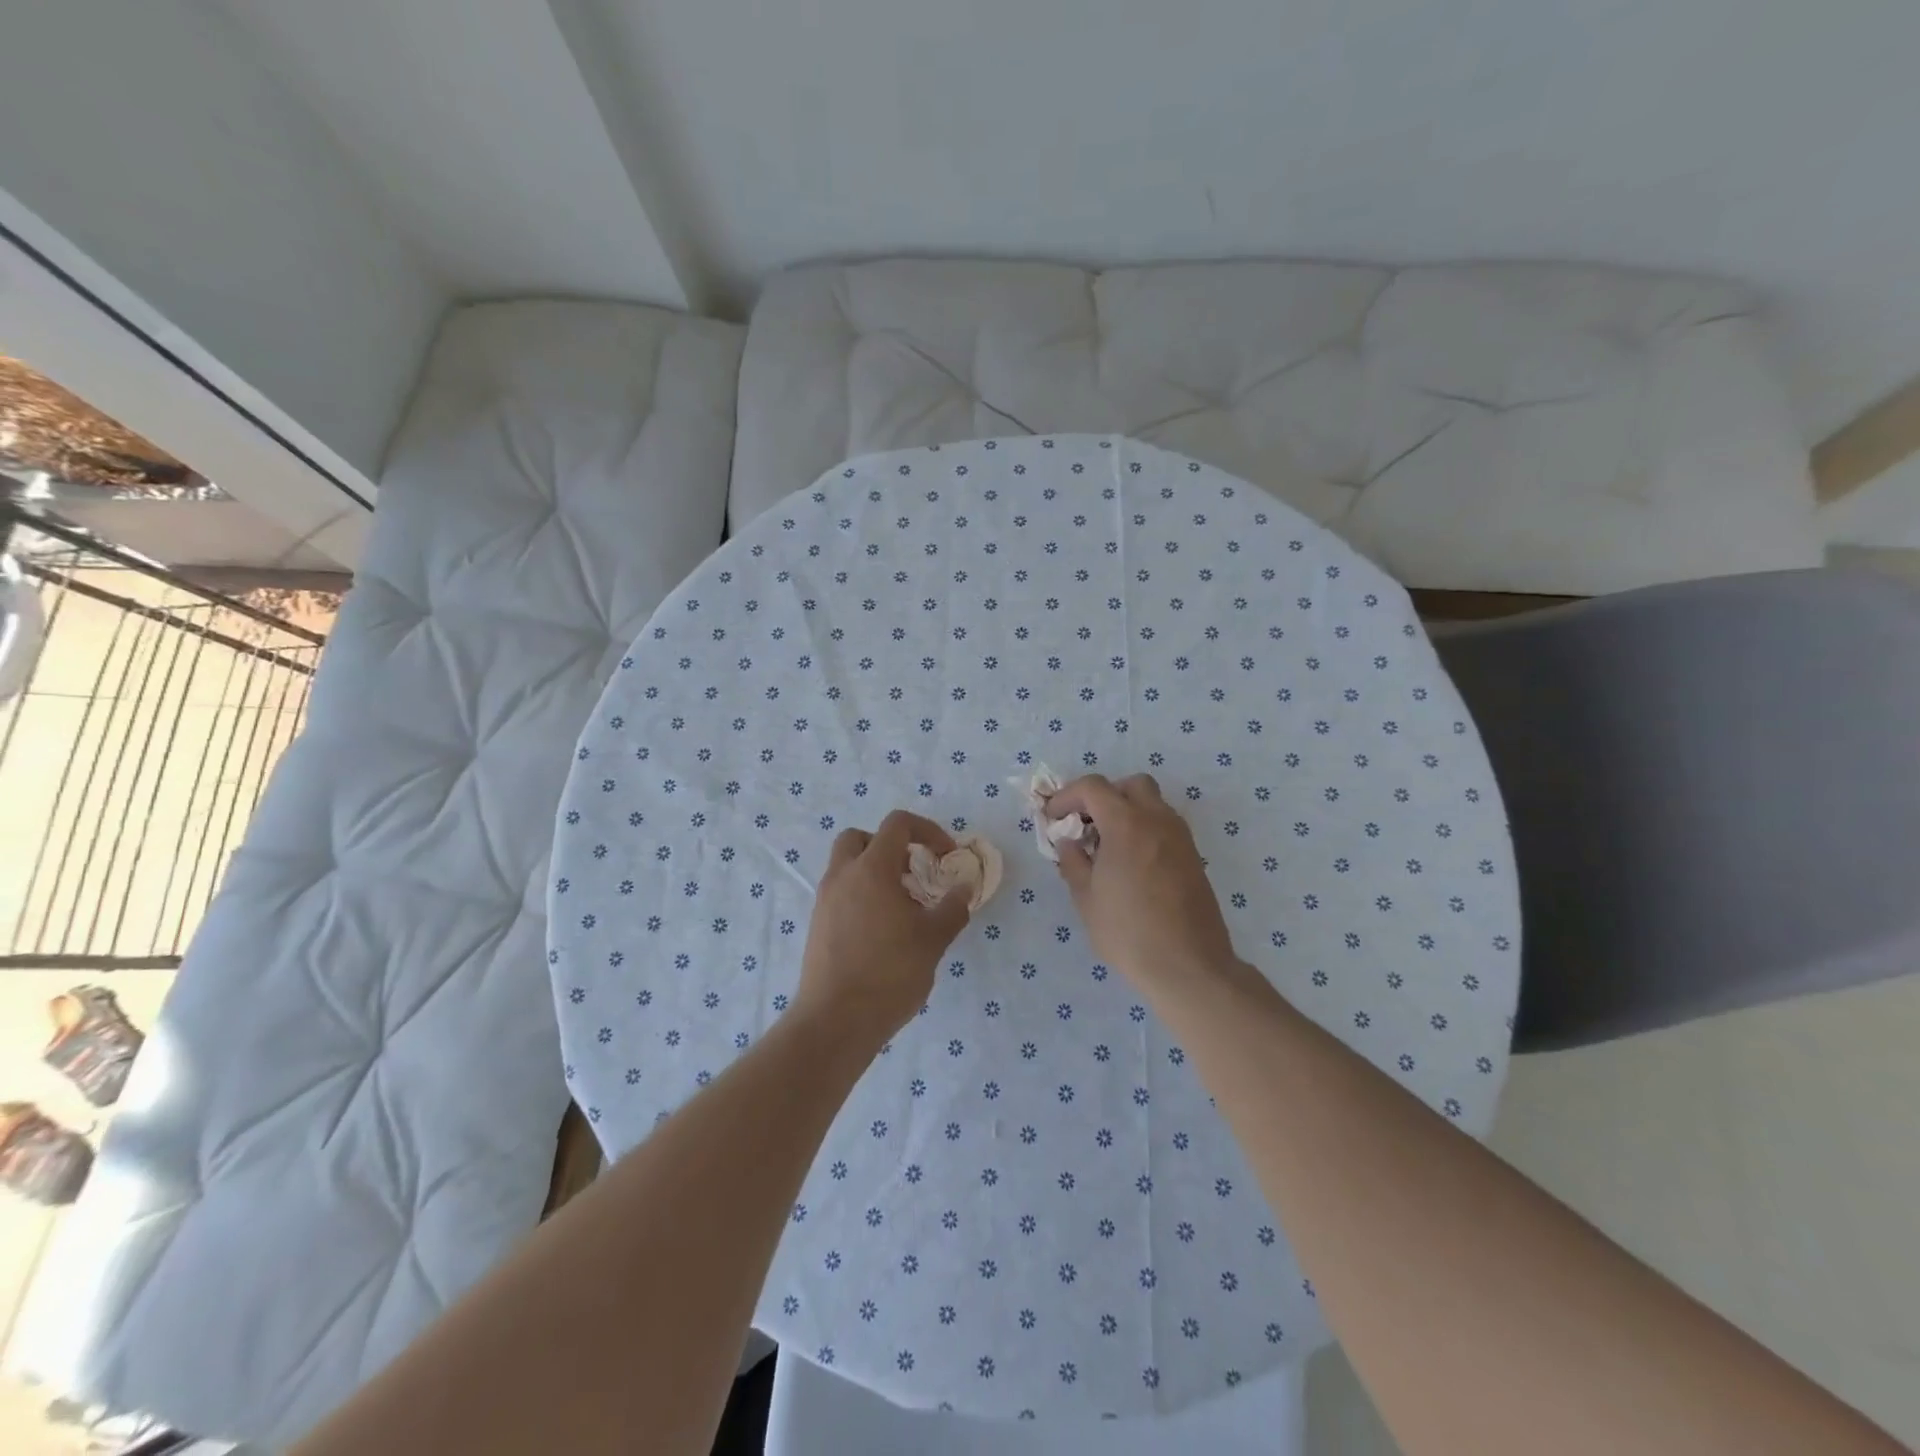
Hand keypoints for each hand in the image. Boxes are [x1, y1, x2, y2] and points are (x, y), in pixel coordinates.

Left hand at [797, 810, 971, 1040]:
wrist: (835, 1021)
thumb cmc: (889, 973)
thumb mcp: (933, 940)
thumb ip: (953, 908)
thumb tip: (964, 888)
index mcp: (871, 869)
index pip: (897, 824)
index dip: (927, 830)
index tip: (945, 856)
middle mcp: (842, 876)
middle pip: (861, 838)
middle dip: (890, 847)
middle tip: (913, 873)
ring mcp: (825, 900)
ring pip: (848, 866)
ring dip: (875, 872)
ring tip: (902, 906)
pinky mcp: (817, 925)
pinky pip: (841, 893)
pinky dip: (862, 896)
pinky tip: (882, 931)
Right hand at [1049, 774, 1241, 1001]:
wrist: (1189, 966)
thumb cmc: (1128, 932)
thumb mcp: (1086, 899)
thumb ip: (1073, 861)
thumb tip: (1069, 842)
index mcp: (1126, 824)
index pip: (1093, 787)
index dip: (1067, 796)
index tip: (1053, 819)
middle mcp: (1157, 820)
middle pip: (1130, 785)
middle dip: (1103, 796)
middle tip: (1085, 825)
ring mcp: (1180, 837)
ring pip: (1152, 803)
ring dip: (1126, 812)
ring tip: (1107, 847)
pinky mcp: (1193, 857)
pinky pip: (1164, 826)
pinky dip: (1144, 830)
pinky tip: (1131, 864)